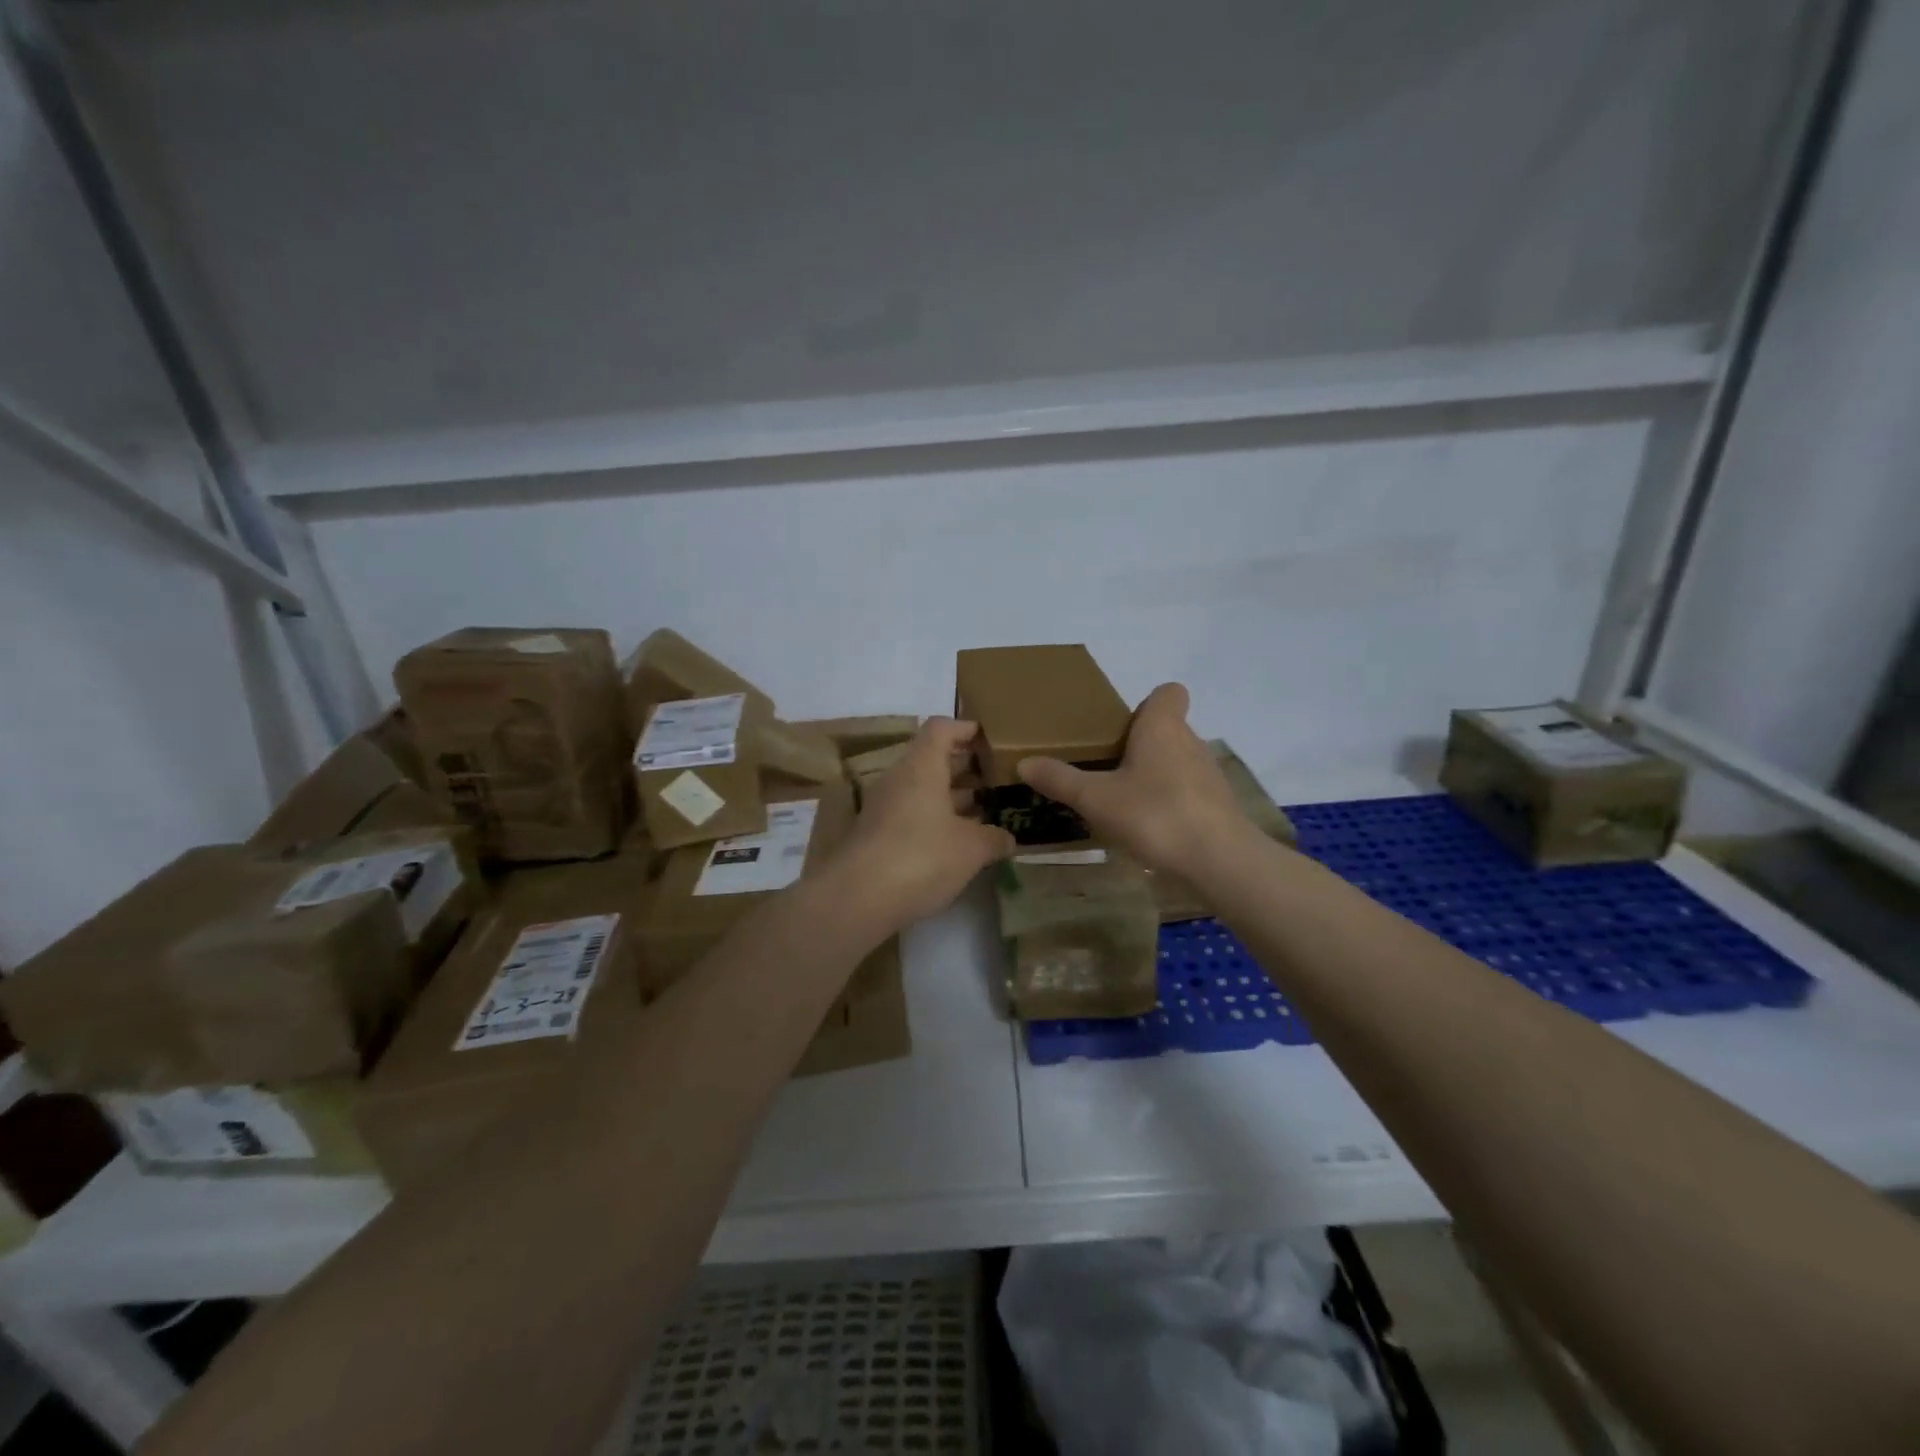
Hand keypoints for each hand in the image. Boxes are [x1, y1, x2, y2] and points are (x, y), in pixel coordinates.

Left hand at [835, 718, 1014, 930]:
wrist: (857, 898)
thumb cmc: (921, 857)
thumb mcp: (971, 849)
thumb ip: (994, 838)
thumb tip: (1008, 838)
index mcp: (922, 766)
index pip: (942, 728)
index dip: (967, 728)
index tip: (992, 740)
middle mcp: (900, 778)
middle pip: (933, 758)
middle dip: (966, 766)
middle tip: (998, 779)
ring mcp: (884, 807)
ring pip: (923, 789)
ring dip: (953, 796)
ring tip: (987, 810)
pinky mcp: (877, 834)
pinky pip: (913, 814)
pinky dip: (937, 819)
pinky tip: (959, 842)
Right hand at [1017, 683, 1245, 874]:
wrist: (1219, 862)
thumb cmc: (1155, 815)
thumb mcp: (1096, 799)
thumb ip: (1060, 780)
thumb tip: (1024, 763)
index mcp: (1162, 727)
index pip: (1169, 692)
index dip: (1148, 703)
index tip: (1123, 726)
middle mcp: (1190, 741)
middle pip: (1168, 728)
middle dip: (1140, 743)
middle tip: (1107, 766)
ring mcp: (1208, 774)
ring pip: (1178, 760)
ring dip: (1155, 773)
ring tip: (1123, 799)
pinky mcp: (1218, 806)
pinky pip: (1188, 790)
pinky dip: (1170, 800)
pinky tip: (1148, 827)